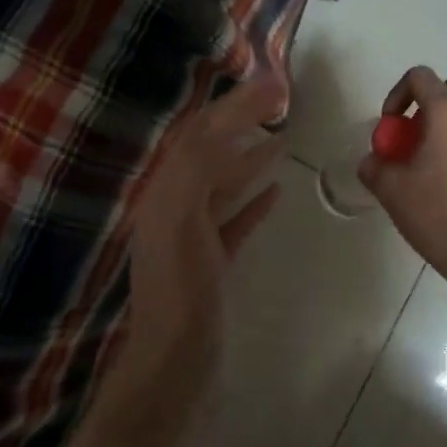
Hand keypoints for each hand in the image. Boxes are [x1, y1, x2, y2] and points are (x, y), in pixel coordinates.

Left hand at [116, 76, 286, 399]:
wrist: (175, 361)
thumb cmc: (180, 289)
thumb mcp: (180, 219)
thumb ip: (196, 168)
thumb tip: (222, 123)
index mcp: (164, 192)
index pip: (200, 134)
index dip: (233, 106)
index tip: (271, 84)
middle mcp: (174, 205)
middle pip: (211, 152)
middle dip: (241, 122)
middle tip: (279, 100)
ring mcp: (193, 234)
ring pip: (223, 183)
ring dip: (250, 156)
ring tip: (281, 134)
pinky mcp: (212, 260)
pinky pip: (234, 218)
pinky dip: (253, 199)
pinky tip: (276, 190)